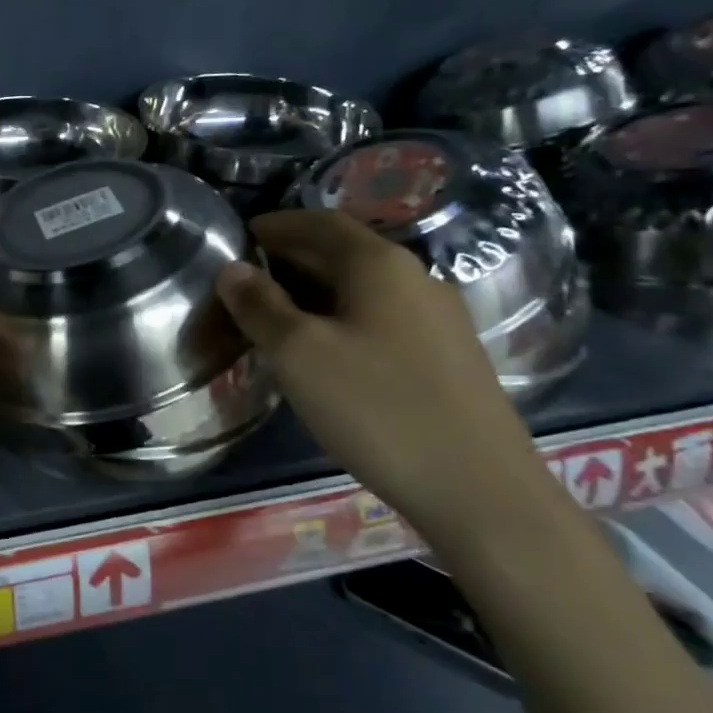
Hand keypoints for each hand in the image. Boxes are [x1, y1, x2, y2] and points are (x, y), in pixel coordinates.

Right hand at [215, 208, 558, 545]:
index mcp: (379, 264)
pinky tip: (328, 350)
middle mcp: (415, 278)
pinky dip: (345, 316)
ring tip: (278, 314)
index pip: (319, 223)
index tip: (241, 235)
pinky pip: (384, 317)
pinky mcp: (450, 356)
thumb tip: (232, 269)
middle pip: (345, 251)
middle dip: (294, 257)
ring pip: (365, 287)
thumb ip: (260, 306)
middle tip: (249, 278)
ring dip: (318, 289)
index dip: (277, 224)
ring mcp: (440, 318)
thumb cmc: (376, 409)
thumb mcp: (299, 354)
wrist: (480, 490)